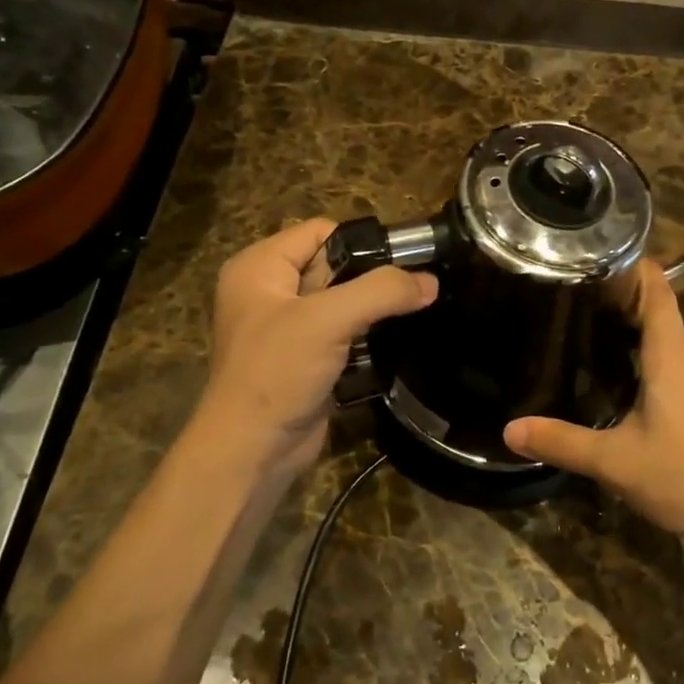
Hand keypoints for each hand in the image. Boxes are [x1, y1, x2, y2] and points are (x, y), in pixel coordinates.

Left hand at [191, 219, 436, 479]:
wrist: (252, 451)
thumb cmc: (277, 372)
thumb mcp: (328, 320)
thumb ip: (382, 292)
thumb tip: (432, 281)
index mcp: (260, 267)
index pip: (320, 231)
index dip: (361, 242)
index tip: (404, 262)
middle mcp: (270, 291)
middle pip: (335, 265)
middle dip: (372, 278)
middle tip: (414, 291)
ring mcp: (288, 327)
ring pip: (343, 301)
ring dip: (373, 310)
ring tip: (410, 314)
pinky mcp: (305, 358)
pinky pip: (343, 332)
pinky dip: (366, 335)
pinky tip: (393, 342)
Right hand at [504, 262, 683, 545]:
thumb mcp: (616, 461)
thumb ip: (563, 442)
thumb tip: (509, 430)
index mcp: (671, 352)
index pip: (655, 288)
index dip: (631, 268)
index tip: (597, 260)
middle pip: (659, 313)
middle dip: (621, 306)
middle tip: (576, 308)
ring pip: (671, 344)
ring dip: (638, 338)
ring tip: (595, 344)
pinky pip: (682, 368)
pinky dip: (656, 365)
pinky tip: (632, 391)